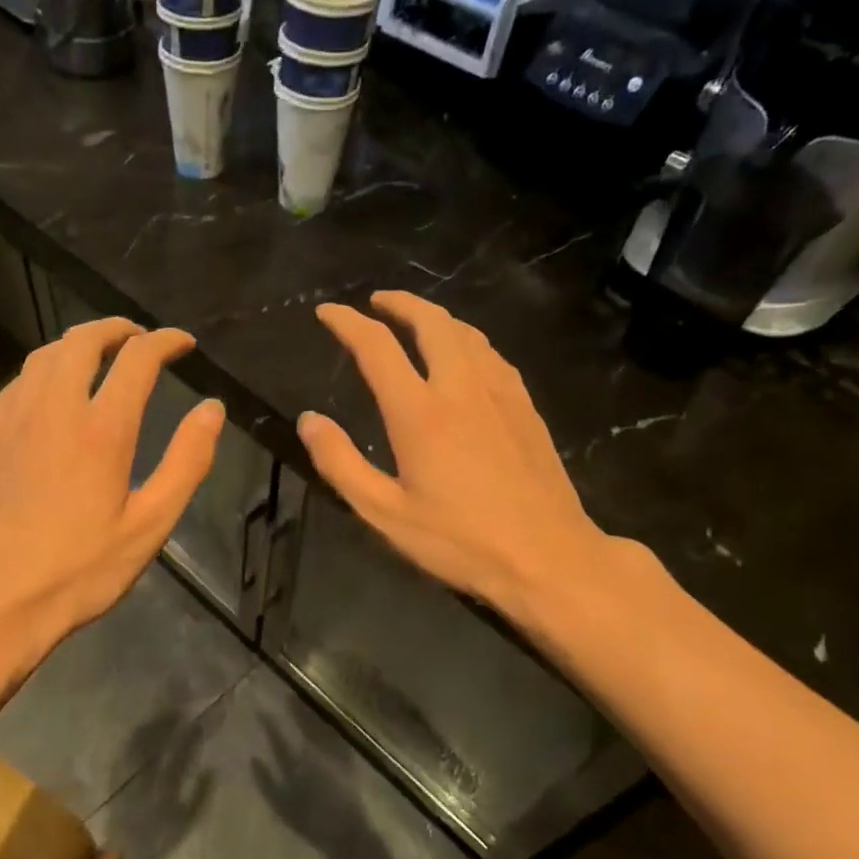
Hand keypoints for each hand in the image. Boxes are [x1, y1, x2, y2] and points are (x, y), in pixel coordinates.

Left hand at [0, 318, 223, 676]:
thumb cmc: (79, 569)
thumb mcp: (149, 525)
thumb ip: (186, 462)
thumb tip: (212, 410)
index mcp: (101, 428)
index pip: (138, 358)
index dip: (166, 341)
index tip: (184, 343)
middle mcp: (54, 407)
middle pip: (83, 340)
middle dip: (118, 329)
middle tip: (142, 340)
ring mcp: (14, 418)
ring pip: (46, 354)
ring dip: (79, 342)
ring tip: (102, 356)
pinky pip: (20, 380)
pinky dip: (47, 368)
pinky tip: (54, 391)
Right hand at [299, 291, 622, 627]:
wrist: (548, 556)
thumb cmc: (460, 541)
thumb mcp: (386, 513)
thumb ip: (341, 463)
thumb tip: (309, 420)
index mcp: (420, 412)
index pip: (376, 346)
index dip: (347, 322)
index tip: (327, 312)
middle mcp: (460, 387)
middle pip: (430, 321)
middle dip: (398, 302)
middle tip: (375, 301)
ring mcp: (500, 392)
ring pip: (465, 332)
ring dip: (434, 316)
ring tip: (414, 320)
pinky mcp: (525, 406)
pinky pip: (491, 354)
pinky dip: (466, 340)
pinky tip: (464, 355)